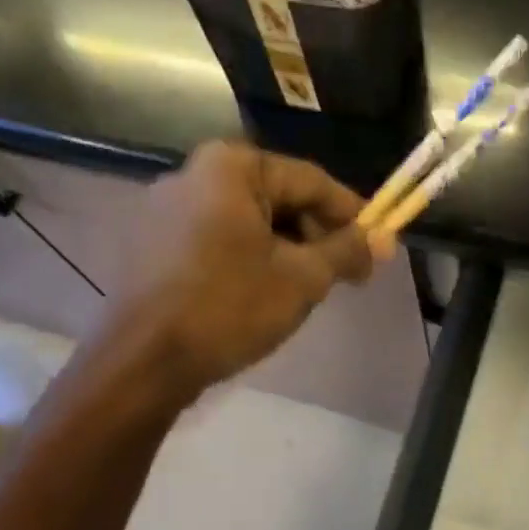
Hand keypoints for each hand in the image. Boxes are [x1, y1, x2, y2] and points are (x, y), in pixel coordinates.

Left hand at [103, 142, 372, 399]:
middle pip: (277, 197)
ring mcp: (164, 208)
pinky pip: (216, 237)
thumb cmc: (229, 307)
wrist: (143, 363)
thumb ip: (347, 250)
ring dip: (285, 248)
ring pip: (247, 220)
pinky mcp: (150, 241)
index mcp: (230, 167)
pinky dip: (248, 256)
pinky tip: (263, 290)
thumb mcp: (302, 278)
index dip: (351, 214)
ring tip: (308, 286)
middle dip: (316, 235)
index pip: (310, 181)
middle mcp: (192, 173)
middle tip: (345, 274)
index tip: (377, 245)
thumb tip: (385, 239)